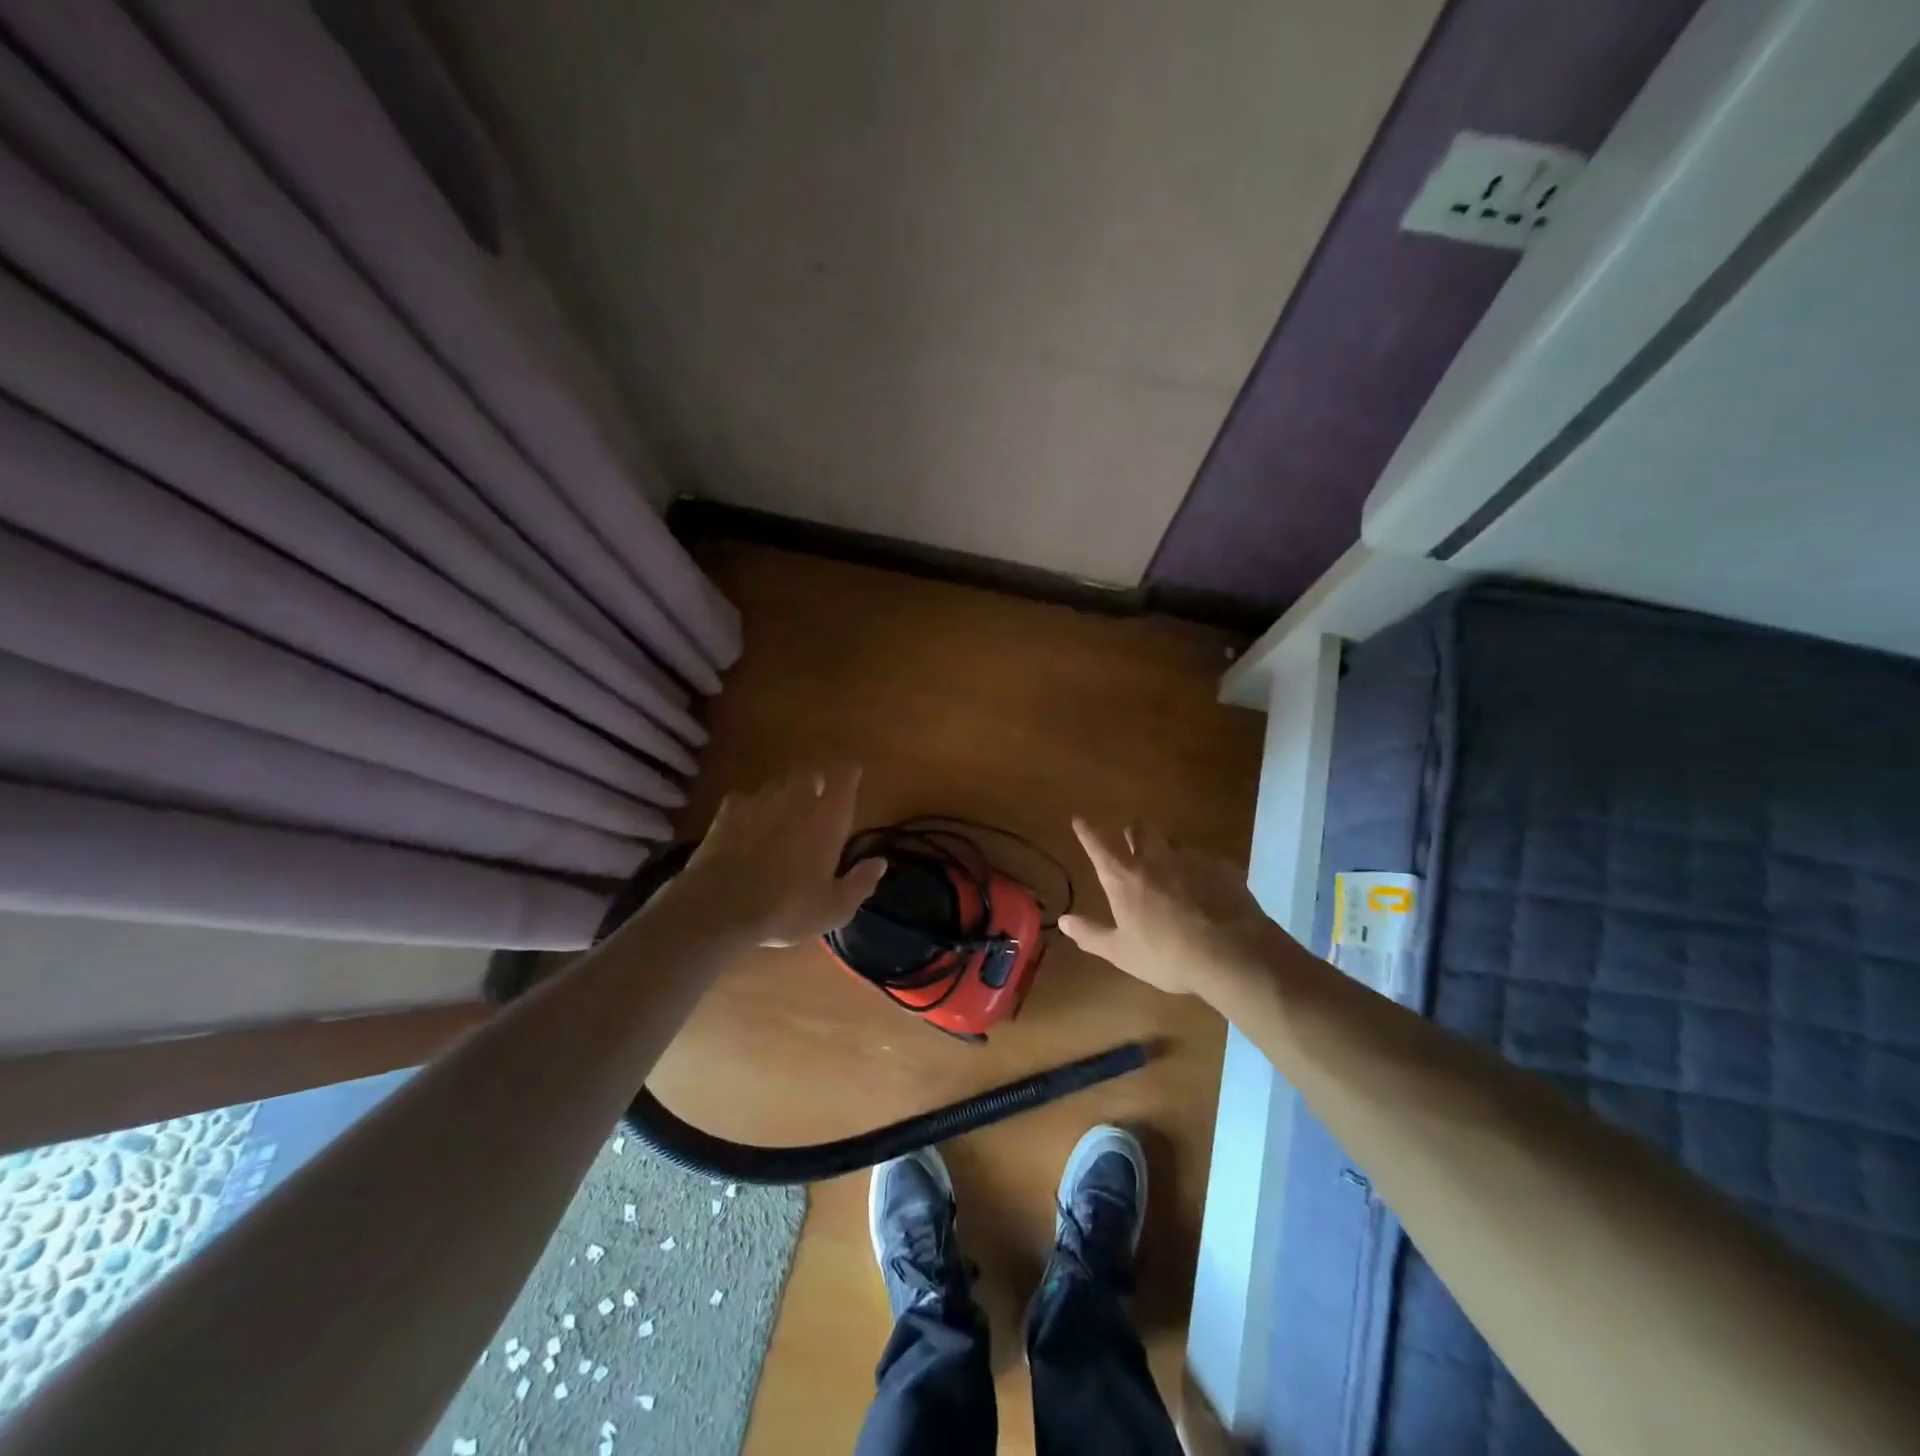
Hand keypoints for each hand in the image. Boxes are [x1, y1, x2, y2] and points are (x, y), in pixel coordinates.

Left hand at [664, 764, 886, 946]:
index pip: (845, 775)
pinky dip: (751, 809)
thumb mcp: (834, 908)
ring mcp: (760, 801)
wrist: (719, 908)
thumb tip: (880, 862)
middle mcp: (797, 798)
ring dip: (784, 795)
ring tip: (781, 817)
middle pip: (810, 772)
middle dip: (816, 782)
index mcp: (828, 817)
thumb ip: (860, 882)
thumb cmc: (787, 908)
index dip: (849, 773)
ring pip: (777, 784)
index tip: (852, 778)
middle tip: (817, 802)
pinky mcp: (728, 811)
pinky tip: (747, 828)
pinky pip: (746, 799)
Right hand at [1059, 817, 1292, 1004]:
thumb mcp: (1122, 953)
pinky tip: (1207, 891)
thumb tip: (1064, 921)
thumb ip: (1091, 935)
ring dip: (1167, 850)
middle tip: (1133, 844)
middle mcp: (1154, 859)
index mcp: (1124, 877)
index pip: (1098, 845)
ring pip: (1174, 841)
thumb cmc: (1167, 955)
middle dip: (1134, 832)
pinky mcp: (1222, 867)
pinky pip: (1205, 860)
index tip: (1079, 820)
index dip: (1086, 831)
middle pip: (1140, 828)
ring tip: (1172, 870)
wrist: (1232, 953)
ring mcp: (1191, 859)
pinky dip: (1199, 871)